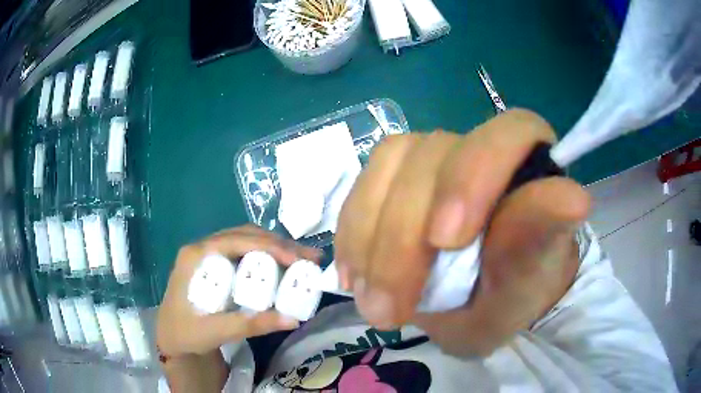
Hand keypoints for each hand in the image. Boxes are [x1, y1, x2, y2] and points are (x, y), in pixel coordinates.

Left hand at [156, 225, 319, 356]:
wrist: (170, 338)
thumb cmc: (185, 333)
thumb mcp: (215, 331)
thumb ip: (250, 325)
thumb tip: (293, 319)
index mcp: (196, 255)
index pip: (236, 240)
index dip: (269, 246)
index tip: (297, 260)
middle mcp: (203, 248)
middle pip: (245, 236)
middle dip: (280, 244)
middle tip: (310, 257)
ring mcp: (209, 254)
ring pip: (247, 241)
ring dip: (276, 247)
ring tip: (303, 260)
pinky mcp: (216, 265)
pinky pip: (244, 252)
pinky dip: (267, 256)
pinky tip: (283, 266)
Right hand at [335, 109, 589, 356]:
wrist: (480, 304)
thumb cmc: (515, 292)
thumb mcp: (527, 280)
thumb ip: (541, 237)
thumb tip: (575, 197)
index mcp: (528, 163)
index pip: (509, 133)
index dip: (473, 175)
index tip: (445, 240)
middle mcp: (478, 148)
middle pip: (432, 156)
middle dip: (404, 238)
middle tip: (390, 307)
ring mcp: (431, 158)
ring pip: (388, 166)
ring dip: (370, 239)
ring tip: (370, 299)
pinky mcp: (393, 178)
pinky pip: (361, 189)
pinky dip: (353, 234)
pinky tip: (356, 275)